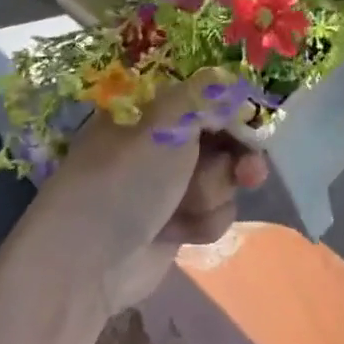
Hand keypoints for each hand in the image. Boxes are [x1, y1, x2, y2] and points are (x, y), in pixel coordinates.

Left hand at [26, 71, 270, 320]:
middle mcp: (162, 143)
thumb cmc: (124, 181)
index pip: (207, 98)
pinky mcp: (178, 223)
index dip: (236, 110)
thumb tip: (233, 79)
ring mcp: (170, 185)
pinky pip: (215, 213)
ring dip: (213, 194)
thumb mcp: (165, 124)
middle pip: (225, 139)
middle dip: (238, 157)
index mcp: (152, 111)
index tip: (256, 124)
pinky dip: (203, 223)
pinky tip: (179, 233)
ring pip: (224, 179)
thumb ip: (206, 96)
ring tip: (188, 209)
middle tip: (249, 172)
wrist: (87, 264)